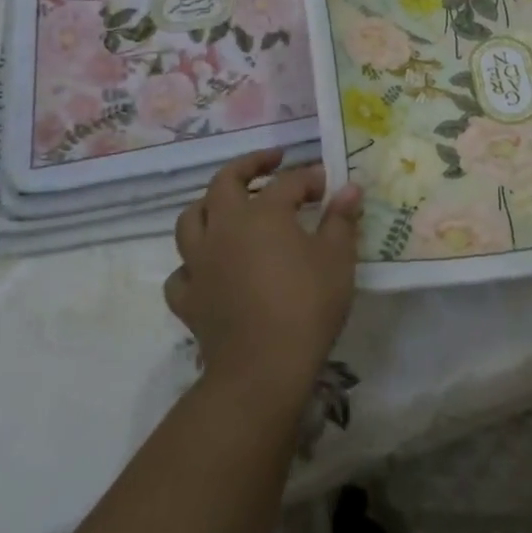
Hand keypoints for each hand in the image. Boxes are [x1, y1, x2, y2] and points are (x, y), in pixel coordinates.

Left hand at [164, 150, 362, 397]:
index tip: (328, 184)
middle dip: (249, 166)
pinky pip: (182, 272)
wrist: (263, 368)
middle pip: (224, 182)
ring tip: (229, 208)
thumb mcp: (337, 258)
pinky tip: (209, 268)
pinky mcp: (188, 299)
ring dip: (209, 207)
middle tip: (272, 163)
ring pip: (191, 220)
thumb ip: (341, 219)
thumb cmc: (307, 305)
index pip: (287, 182)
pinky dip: (193, 264)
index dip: (310, 179)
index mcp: (261, 213)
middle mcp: (223, 228)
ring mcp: (199, 263)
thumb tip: (349, 188)